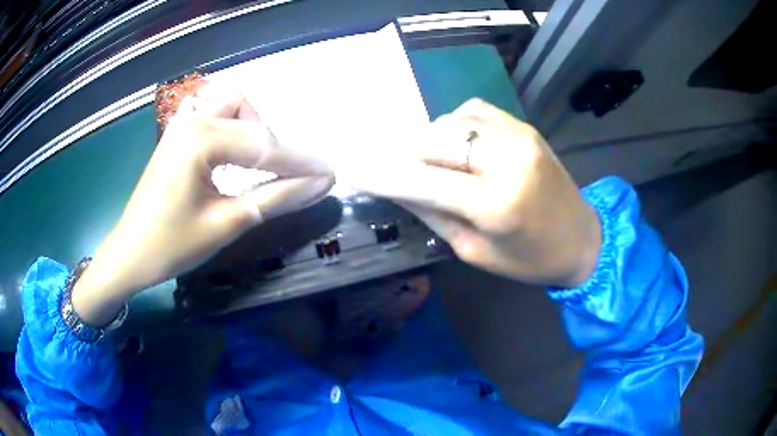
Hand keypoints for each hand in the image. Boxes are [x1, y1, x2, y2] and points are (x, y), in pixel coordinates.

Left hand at [73, 85, 333, 324]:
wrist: (129, 254)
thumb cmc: (172, 245)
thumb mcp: (227, 223)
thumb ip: (276, 198)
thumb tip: (320, 184)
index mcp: (200, 139)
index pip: (263, 145)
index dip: (300, 162)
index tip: (330, 174)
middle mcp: (191, 120)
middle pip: (248, 110)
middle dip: (272, 142)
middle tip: (282, 176)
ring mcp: (180, 125)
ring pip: (229, 104)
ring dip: (251, 126)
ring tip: (255, 163)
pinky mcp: (176, 135)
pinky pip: (213, 116)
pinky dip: (232, 128)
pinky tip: (233, 155)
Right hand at [348, 99, 600, 286]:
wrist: (582, 239)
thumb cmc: (529, 260)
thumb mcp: (474, 250)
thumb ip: (433, 213)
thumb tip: (398, 187)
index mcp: (495, 203)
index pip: (424, 179)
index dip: (384, 173)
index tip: (354, 169)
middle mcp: (506, 159)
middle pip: (434, 140)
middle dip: (407, 155)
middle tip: (395, 169)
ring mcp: (518, 135)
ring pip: (450, 121)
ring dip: (431, 140)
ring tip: (431, 161)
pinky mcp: (524, 126)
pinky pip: (474, 112)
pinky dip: (455, 126)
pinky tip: (458, 146)